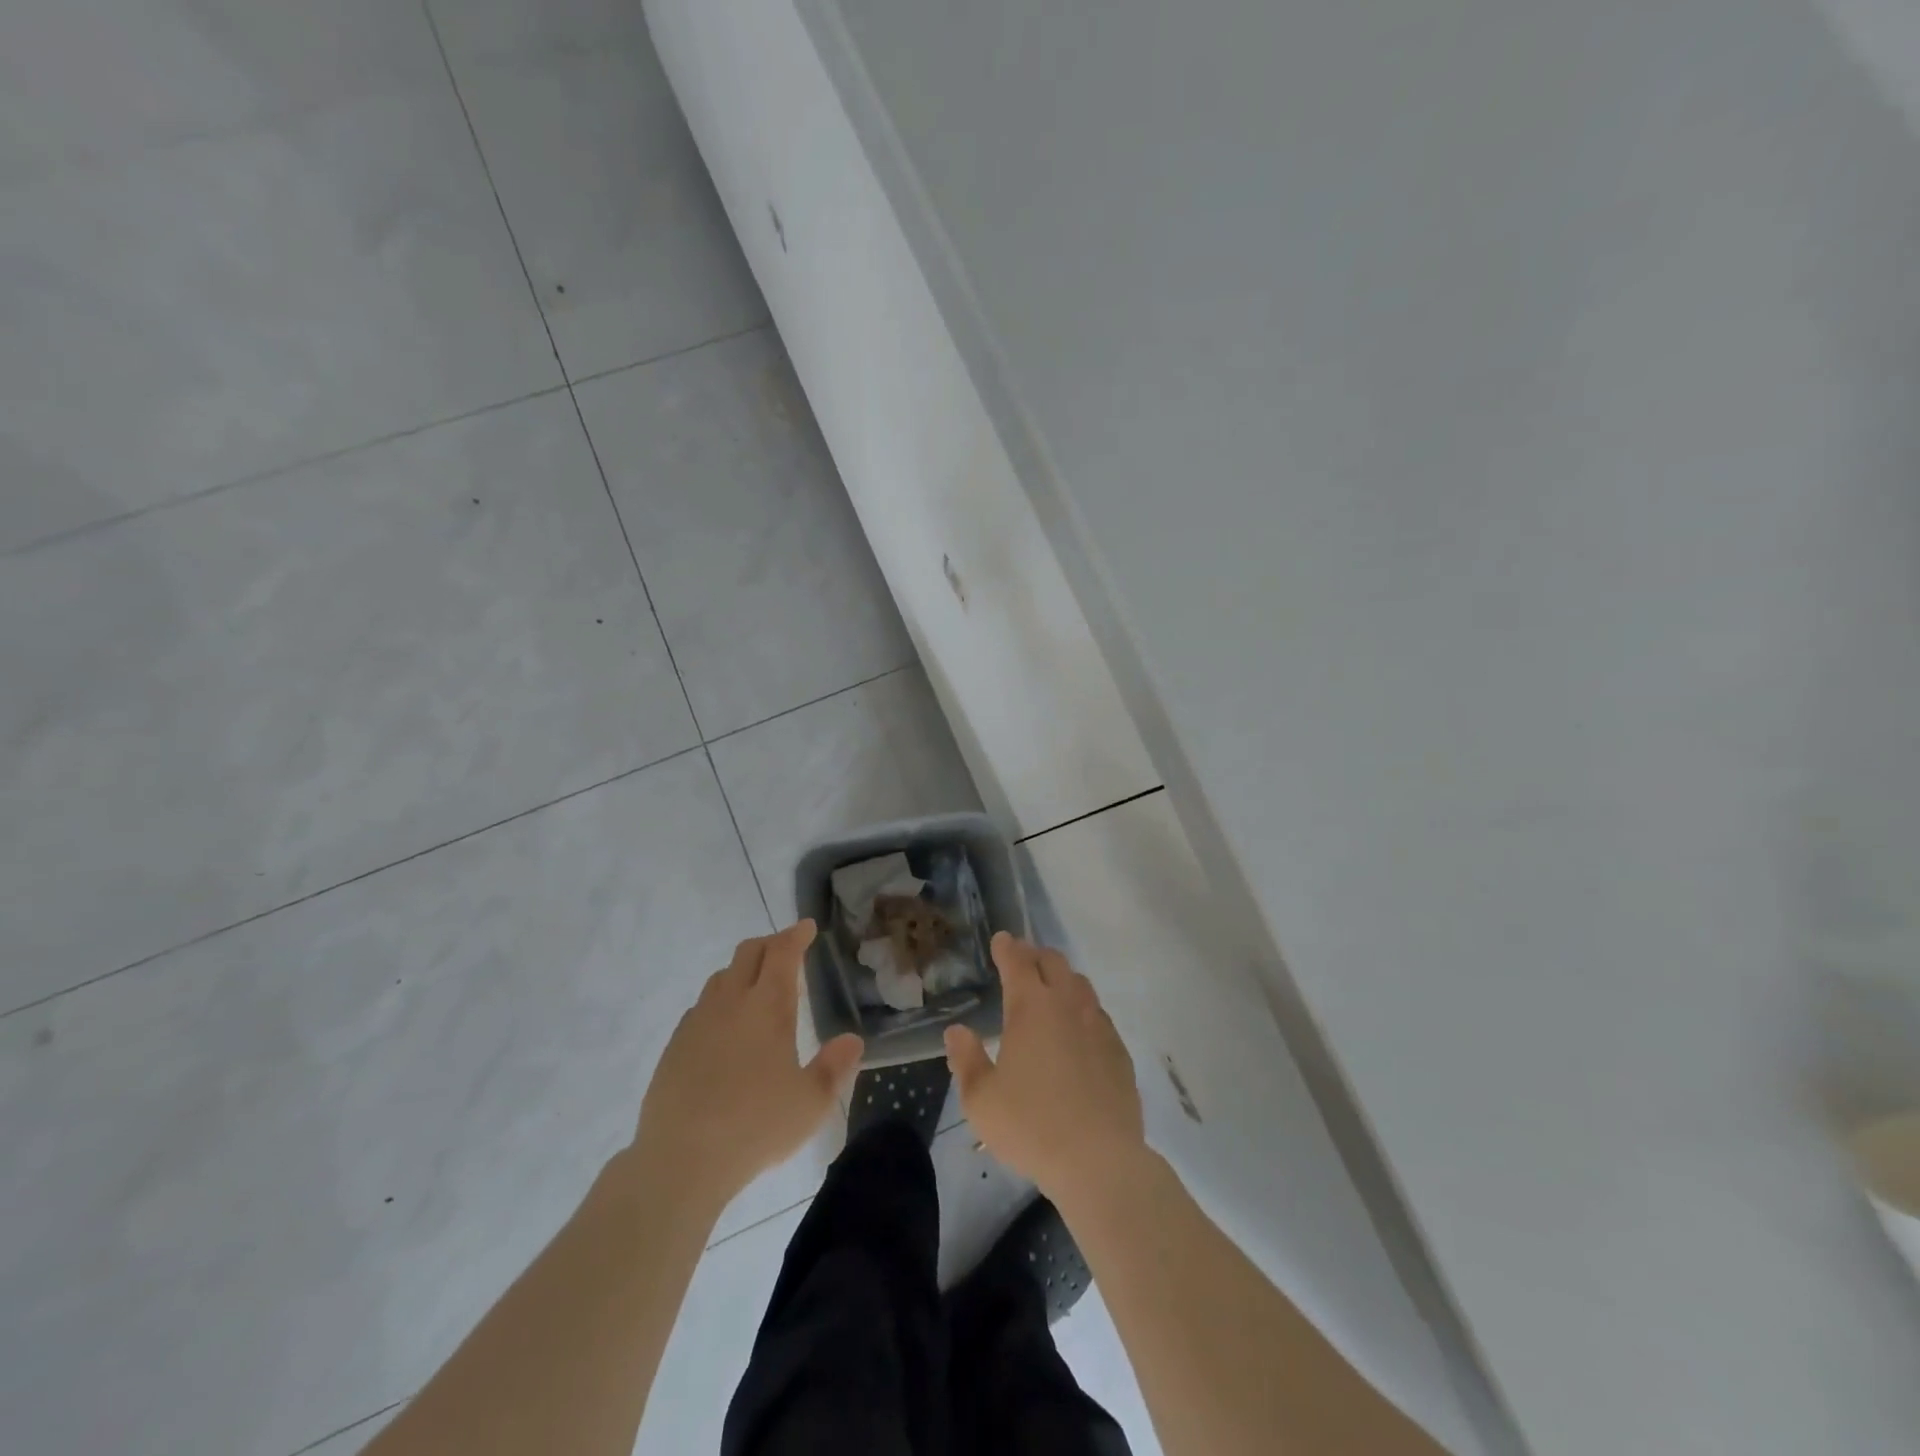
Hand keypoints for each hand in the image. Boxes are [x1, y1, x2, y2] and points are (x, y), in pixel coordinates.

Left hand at [634, 921, 864, 1206]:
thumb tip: (853, 1040)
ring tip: (757, 986)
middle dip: (770, 944)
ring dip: (743, 970)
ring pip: (721, 977)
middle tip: (787, 950)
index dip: (796, 935)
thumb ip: (834, 1068)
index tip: (807, 927)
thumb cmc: (755, 1126)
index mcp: (767, 1007)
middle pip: (748, 953)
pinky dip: (720, 1001)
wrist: (680, 1160)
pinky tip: (725, 1027)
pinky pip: (701, 1007)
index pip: (782, 953)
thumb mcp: (810, 1103)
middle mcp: (731, 1003)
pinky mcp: (675, 1045)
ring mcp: (698, 1022)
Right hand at [945, 933, 1145, 1203]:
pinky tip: (1078, 1028)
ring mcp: (1098, 1025)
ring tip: (1051, 988)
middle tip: (1022, 959)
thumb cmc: (1031, 1126)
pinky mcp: (1118, 1050)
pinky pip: (1098, 1014)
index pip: (1018, 962)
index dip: (1007, 947)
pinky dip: (1082, 1008)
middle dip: (1035, 955)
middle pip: (1053, 963)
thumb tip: (956, 1031)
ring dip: (1062, 977)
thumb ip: (966, 1059)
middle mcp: (1067, 1005)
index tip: (1001, 939)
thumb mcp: (981, 1100)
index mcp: (1031, 1008)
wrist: (1100, 1160)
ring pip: (1080, 984)